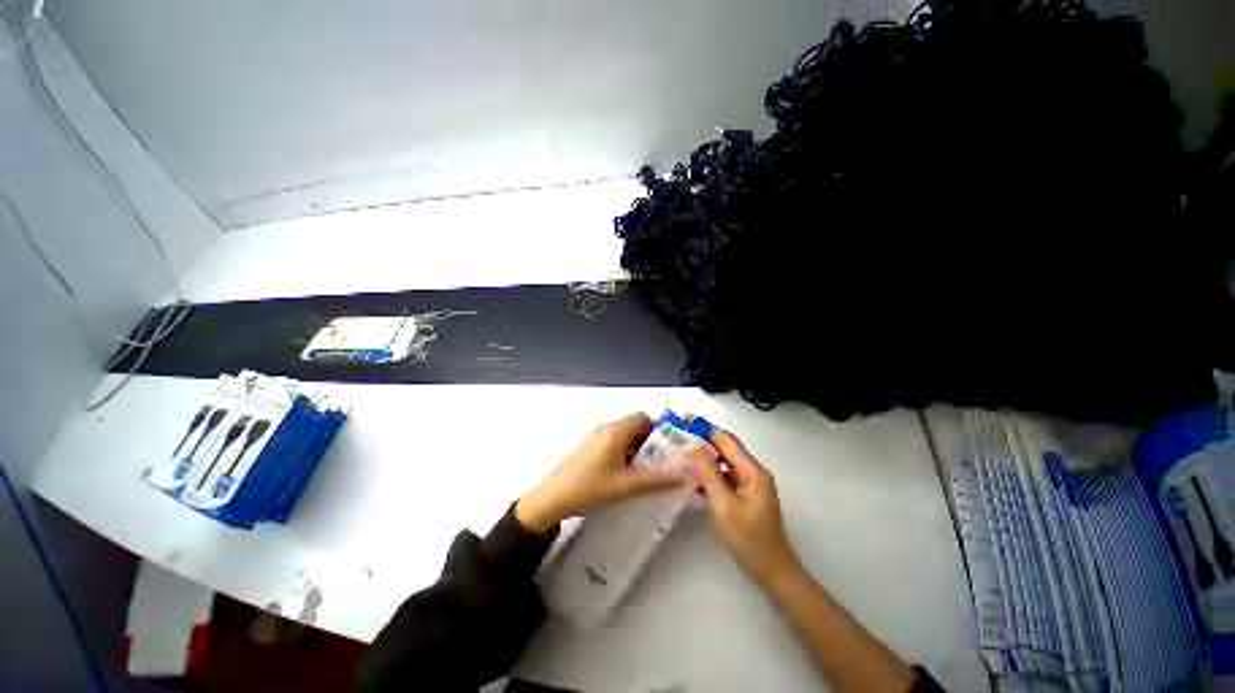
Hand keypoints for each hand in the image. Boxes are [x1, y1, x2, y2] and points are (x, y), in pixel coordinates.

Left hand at [515, 412, 686, 532]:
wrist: (554, 497)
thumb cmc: (592, 487)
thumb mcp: (628, 486)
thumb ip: (658, 480)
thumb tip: (684, 475)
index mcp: (616, 431)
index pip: (643, 416)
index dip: (657, 429)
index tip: (666, 448)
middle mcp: (607, 429)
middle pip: (634, 426)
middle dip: (649, 441)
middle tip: (659, 462)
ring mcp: (596, 437)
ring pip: (624, 435)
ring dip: (636, 448)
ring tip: (644, 471)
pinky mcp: (589, 447)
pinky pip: (613, 442)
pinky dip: (623, 452)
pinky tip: (624, 474)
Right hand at [686, 428, 801, 588]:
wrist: (773, 572)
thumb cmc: (749, 540)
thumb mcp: (724, 505)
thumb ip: (708, 474)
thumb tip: (693, 447)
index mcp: (753, 471)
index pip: (727, 441)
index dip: (706, 428)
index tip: (686, 419)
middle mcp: (754, 472)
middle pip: (726, 450)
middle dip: (704, 442)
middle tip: (680, 437)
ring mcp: (751, 484)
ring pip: (725, 464)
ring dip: (706, 460)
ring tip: (682, 456)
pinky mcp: (747, 495)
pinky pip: (726, 477)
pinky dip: (711, 476)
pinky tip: (694, 479)